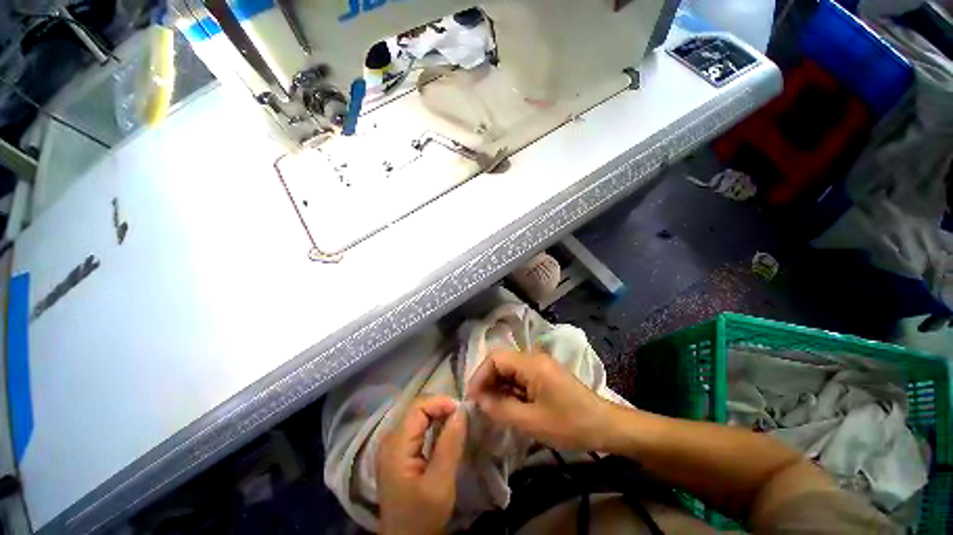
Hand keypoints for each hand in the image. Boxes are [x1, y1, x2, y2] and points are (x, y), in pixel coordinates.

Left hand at [377, 396, 466, 534]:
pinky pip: (416, 427)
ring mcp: (392, 445)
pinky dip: (432, 425)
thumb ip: (450, 445)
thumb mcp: (440, 483)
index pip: (418, 407)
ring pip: (417, 416)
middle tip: (461, 418)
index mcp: (396, 445)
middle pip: (416, 409)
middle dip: (440, 408)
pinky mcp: (398, 452)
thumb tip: (461, 411)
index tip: (461, 413)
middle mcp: (390, 439)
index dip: (440, 403)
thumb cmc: (421, 516)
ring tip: (455, 424)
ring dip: (437, 415)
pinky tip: (444, 433)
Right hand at [467, 350, 615, 451]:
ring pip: (509, 370)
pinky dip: (509, 390)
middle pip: (501, 362)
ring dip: (498, 386)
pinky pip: (519, 377)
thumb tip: (478, 401)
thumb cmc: (570, 424)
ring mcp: (540, 365)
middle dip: (487, 381)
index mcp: (531, 363)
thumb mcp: (532, 422)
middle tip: (480, 406)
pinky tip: (508, 406)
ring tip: (491, 408)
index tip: (472, 398)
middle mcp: (534, 358)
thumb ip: (501, 409)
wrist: (605, 426)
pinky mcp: (543, 375)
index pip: (495, 358)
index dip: (480, 375)